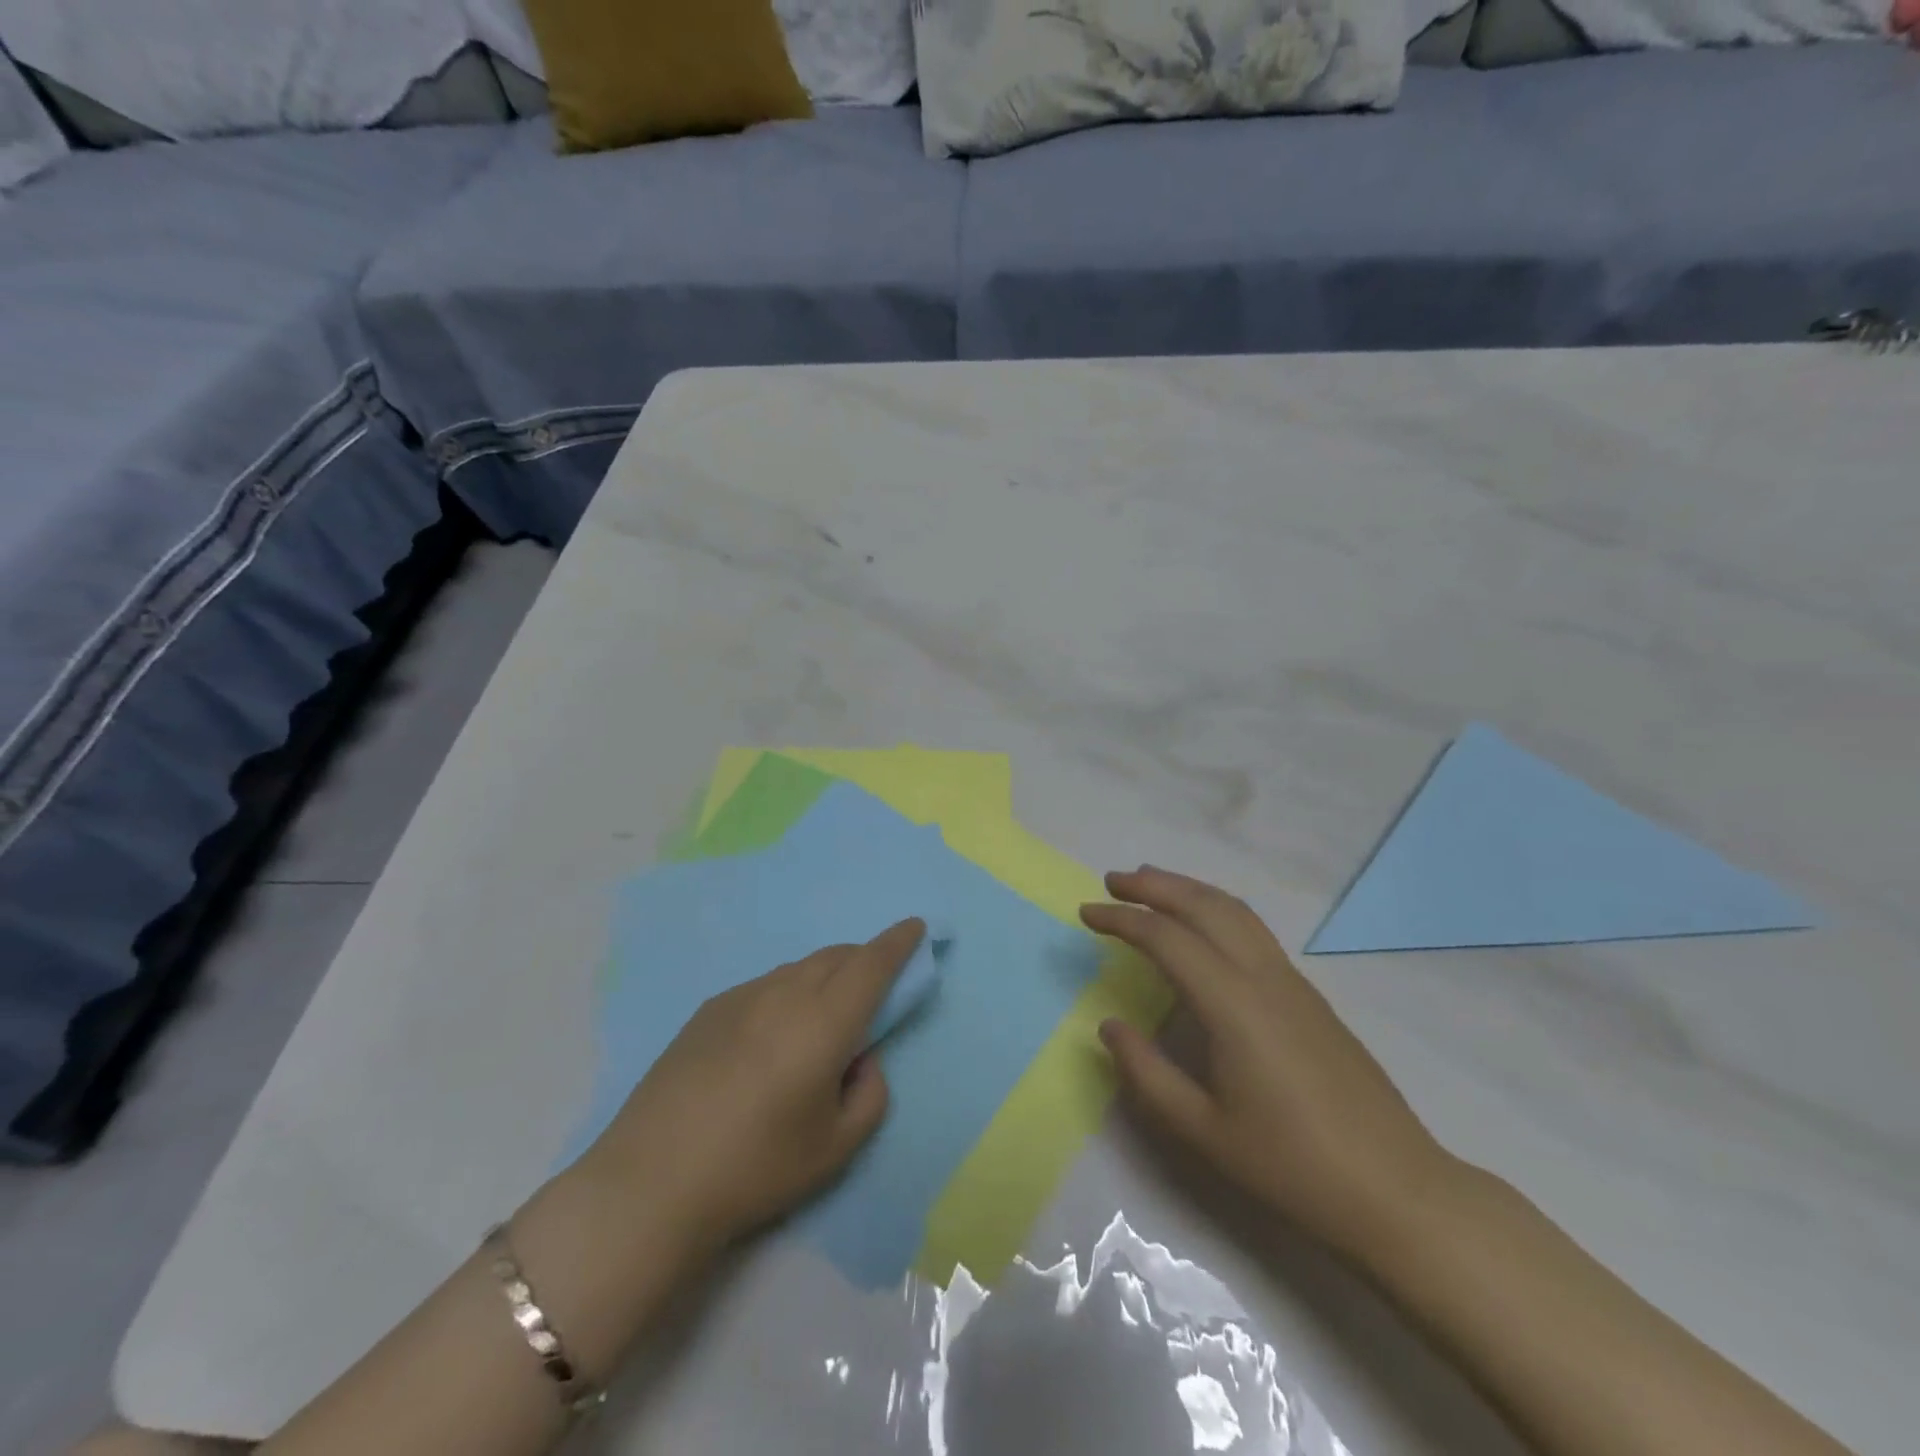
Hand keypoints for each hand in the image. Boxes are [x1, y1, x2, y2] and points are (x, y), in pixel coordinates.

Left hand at [575, 918, 923, 1258]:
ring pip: (798, 968)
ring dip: (824, 976)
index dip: (898, 942)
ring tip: (822, 1016)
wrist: (650, 1184)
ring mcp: (741, 997)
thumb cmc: (756, 1168)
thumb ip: (870, 1094)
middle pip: (836, 957)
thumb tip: (860, 1058)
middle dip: (864, 959)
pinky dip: (788, 992)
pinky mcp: (708, 1010)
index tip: (915, 927)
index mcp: (823, 1022)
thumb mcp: (836, 1148)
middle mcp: (784, 994)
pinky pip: (765, 985)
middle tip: (873, 987)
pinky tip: (773, 1035)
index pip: (872, 964)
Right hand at [1082, 868, 1454, 1261]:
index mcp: (1233, 1004)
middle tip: (1112, 881)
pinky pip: (1253, 930)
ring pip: (1235, 911)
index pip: (1167, 938)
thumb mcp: (1203, 1131)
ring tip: (1151, 885)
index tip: (1086, 914)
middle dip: (1154, 885)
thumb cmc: (1291, 1166)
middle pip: (1204, 905)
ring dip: (1188, 889)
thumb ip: (1147, 1074)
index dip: (1121, 919)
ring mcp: (1292, 982)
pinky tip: (1202, 928)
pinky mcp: (1309, 996)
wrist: (1396, 1190)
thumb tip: (1109, 1025)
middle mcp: (1263, 977)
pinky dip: (1215, 909)